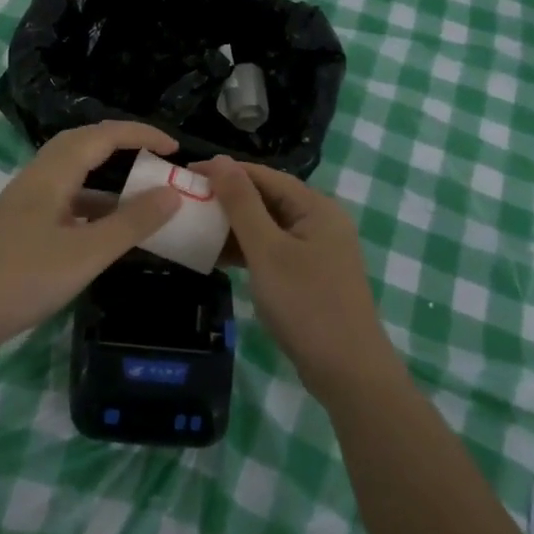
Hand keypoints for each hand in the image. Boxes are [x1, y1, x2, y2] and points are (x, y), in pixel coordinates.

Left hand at [0, 122, 182, 356]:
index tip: (174, 147)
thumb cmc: (24, 279)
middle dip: (121, 143)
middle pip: (82, 144)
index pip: (102, 135)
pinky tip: (104, 229)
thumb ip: (131, 222)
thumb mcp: (87, 253)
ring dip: (106, 176)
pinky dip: (91, 203)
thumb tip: (172, 192)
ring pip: (72, 173)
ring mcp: (25, 203)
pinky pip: (64, 199)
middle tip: (155, 157)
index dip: (139, 133)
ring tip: (139, 193)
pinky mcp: (20, 226)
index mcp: (52, 174)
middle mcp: (36, 178)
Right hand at [194, 157, 391, 397]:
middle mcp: (320, 220)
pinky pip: (273, 250)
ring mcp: (317, 250)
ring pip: (268, 226)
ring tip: (195, 228)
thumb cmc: (306, 304)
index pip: (264, 175)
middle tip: (186, 202)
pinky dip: (248, 250)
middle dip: (227, 199)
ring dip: (234, 227)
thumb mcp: (267, 251)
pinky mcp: (310, 275)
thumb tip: (220, 161)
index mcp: (316, 206)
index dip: (225, 171)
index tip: (186, 173)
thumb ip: (242, 204)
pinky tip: (219, 257)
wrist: (348, 372)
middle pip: (267, 198)